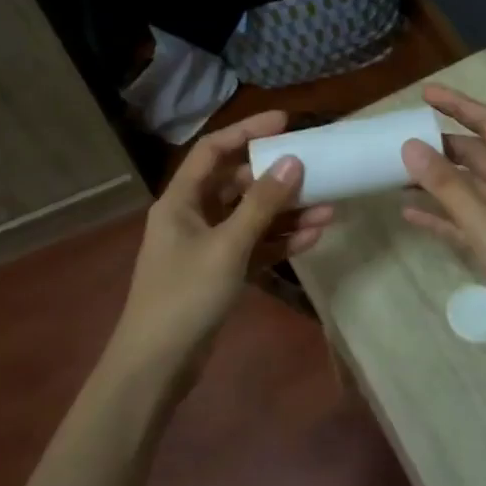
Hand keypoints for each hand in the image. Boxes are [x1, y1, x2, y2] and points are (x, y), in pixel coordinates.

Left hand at [103, 112, 332, 395]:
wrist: (157, 364)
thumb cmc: (185, 295)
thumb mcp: (227, 246)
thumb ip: (261, 204)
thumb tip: (292, 161)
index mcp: (181, 200)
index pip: (214, 151)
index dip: (247, 131)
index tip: (285, 121)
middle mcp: (193, 216)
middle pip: (238, 184)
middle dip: (277, 179)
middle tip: (317, 168)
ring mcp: (207, 246)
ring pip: (251, 218)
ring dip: (286, 214)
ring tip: (328, 207)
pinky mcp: (220, 273)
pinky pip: (254, 247)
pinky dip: (280, 242)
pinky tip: (314, 237)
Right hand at [400, 85, 485, 352]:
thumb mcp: (485, 224)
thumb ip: (446, 185)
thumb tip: (410, 146)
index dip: (458, 105)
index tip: (424, 94)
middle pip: (477, 155)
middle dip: (441, 147)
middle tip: (400, 141)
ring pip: (469, 188)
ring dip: (436, 181)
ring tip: (397, 175)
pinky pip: (466, 220)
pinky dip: (442, 215)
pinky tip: (410, 214)